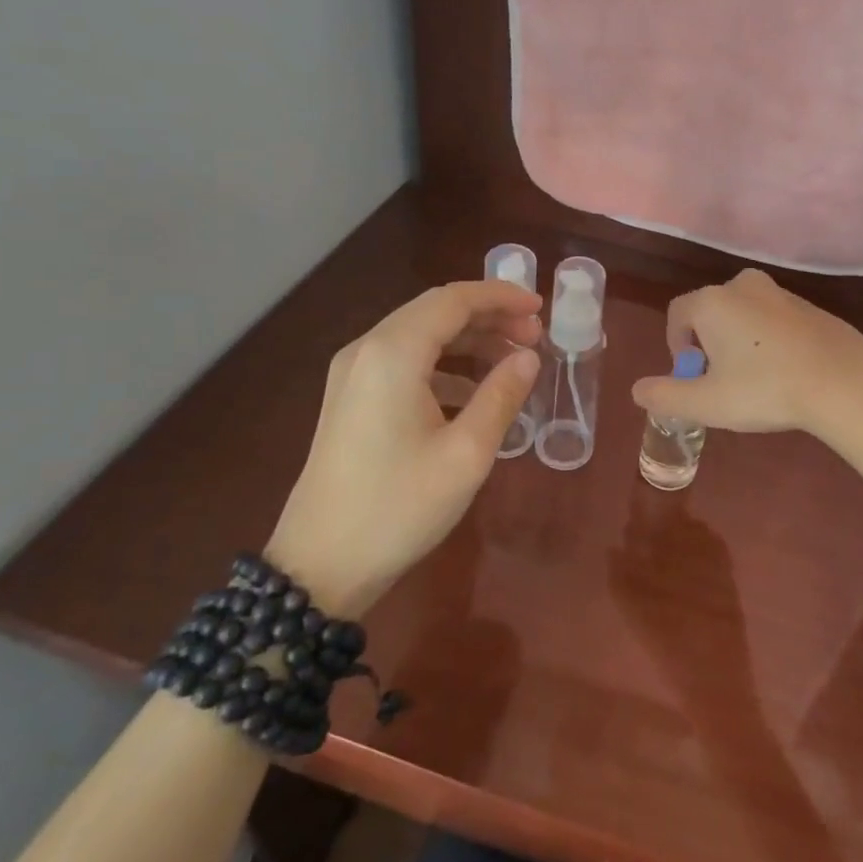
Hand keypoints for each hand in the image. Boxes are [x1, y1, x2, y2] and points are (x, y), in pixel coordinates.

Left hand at [264, 280, 541, 613]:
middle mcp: (367, 350)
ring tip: (513, 360)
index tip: (541, 308)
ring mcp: (352, 374)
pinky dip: (444, 364)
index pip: (454, 300)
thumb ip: (502, 395)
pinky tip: (474, 393)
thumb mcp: (466, 453)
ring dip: (468, 340)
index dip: (501, 296)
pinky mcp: (350, 398)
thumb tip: (529, 357)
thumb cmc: (399, 507)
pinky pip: (404, 361)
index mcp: (393, 353)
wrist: (320, 565)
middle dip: (489, 316)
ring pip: (420, 335)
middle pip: (435, 311)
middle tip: (534, 336)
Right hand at [629, 268, 862, 436]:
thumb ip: (666, 396)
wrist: (843, 379)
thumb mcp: (707, 403)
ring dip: (739, 340)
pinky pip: (773, 319)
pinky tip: (784, 371)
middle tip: (720, 380)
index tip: (691, 375)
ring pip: (744, 314)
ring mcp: (780, 293)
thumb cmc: (765, 388)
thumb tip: (637, 391)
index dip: (676, 345)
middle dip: (708, 343)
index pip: (677, 314)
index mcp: (712, 302)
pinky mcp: (809, 306)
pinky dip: (768, 339)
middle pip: (711, 311)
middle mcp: (743, 286)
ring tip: (753, 379)